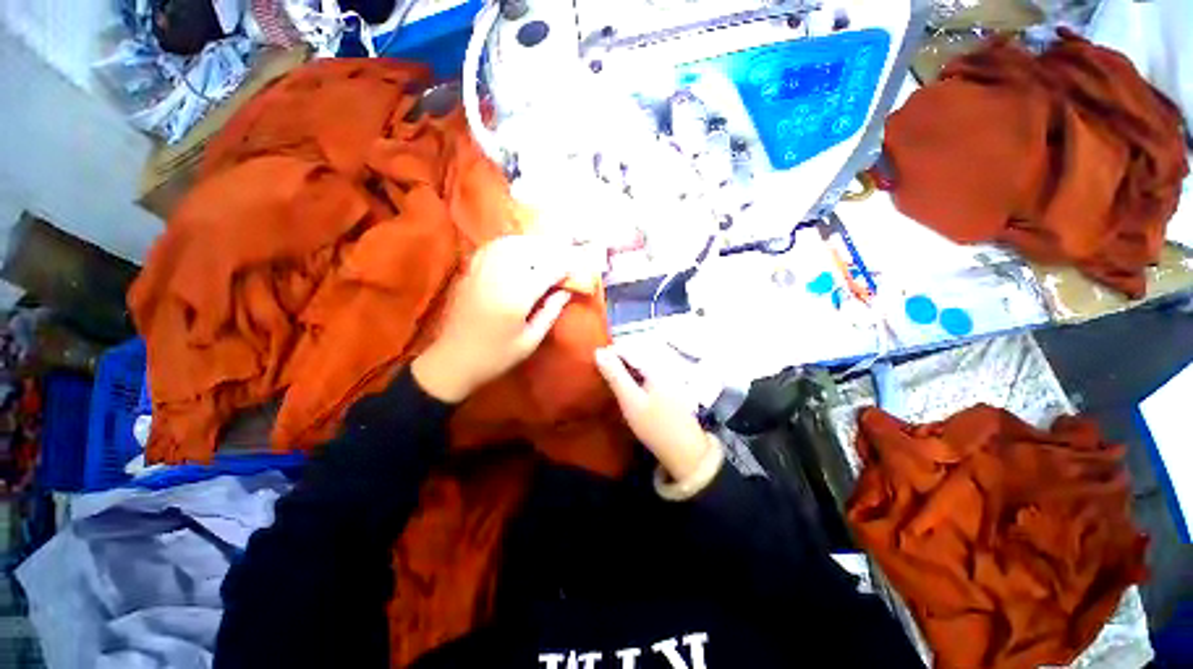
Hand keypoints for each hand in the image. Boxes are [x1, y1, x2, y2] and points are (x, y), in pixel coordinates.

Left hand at [412, 236, 576, 402]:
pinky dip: (509, 245)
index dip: (564, 267)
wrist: (452, 361)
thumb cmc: (495, 357)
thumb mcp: (530, 341)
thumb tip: (566, 291)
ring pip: (509, 244)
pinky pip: (492, 248)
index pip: (546, 271)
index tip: (576, 269)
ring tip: (545, 253)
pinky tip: (518, 252)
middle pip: (528, 250)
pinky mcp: (469, 272)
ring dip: (531, 245)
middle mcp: (497, 278)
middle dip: (550, 251)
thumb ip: (550, 312)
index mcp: (515, 298)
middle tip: (563, 260)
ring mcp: (480, 271)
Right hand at [594, 345, 714, 481]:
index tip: (596, 364)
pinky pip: (650, 371)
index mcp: (656, 364)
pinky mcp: (671, 385)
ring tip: (612, 378)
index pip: (629, 346)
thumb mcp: (630, 400)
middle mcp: (666, 364)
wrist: (685, 451)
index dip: (611, 352)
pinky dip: (637, 374)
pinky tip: (630, 386)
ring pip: (643, 361)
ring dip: (627, 366)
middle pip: (638, 351)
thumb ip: (614, 375)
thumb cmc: (655, 426)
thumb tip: (598, 351)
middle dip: (619, 358)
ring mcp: (671, 374)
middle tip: (603, 372)